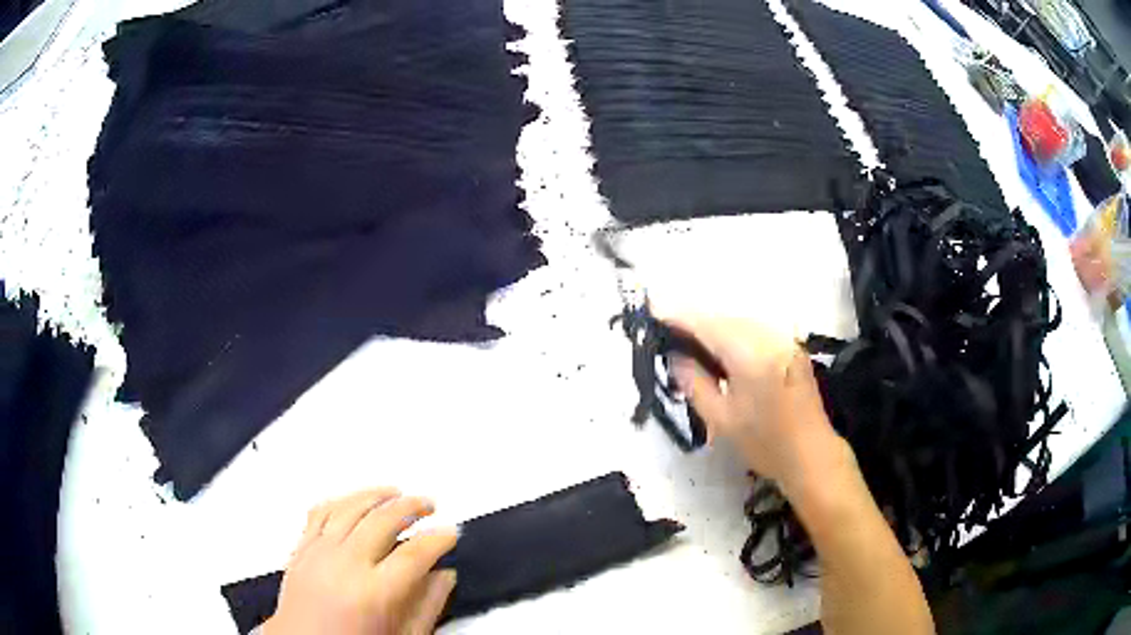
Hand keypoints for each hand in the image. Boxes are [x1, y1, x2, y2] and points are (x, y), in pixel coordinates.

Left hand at [264, 488, 458, 634]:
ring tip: (397, 492)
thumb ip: (427, 607)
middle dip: (412, 506)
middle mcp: (344, 566)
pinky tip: (355, 500)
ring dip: (378, 494)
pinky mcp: (301, 549)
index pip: (414, 554)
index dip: (438, 538)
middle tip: (429, 504)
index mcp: (373, 593)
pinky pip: (319, 511)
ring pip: (350, 507)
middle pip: (383, 519)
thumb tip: (443, 576)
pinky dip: (341, 500)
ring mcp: (318, 553)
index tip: (449, 532)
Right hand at [664, 316, 845, 494]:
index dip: (678, 316)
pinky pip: (755, 329)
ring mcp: (784, 340)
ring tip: (691, 343)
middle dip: (695, 320)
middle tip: (669, 334)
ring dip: (714, 326)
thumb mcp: (721, 419)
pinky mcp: (791, 346)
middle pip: (724, 317)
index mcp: (750, 355)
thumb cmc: (765, 444)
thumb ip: (694, 382)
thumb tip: (675, 355)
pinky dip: (734, 333)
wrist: (812, 454)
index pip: (707, 325)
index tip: (652, 312)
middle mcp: (769, 338)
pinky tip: (721, 350)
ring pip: (740, 321)